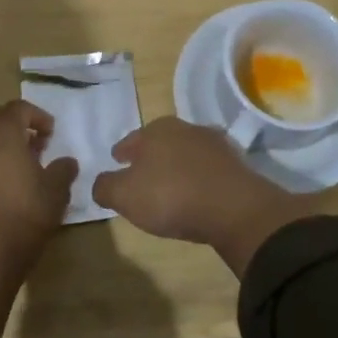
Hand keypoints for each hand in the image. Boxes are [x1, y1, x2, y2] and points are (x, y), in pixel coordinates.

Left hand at [0, 100, 77, 253]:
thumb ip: (62, 171)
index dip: (37, 117)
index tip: (50, 134)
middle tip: (22, 140)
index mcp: (1, 131)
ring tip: (9, 164)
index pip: (19, 108)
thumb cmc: (23, 213)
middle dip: (2, 120)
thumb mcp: (55, 192)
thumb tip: (66, 162)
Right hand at [92, 117, 315, 276]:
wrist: (233, 208)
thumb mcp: (124, 195)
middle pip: (160, 142)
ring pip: (186, 154)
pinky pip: (208, 170)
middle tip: (141, 174)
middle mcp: (186, 128)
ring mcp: (215, 145)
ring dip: (177, 166)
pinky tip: (196, 194)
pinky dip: (199, 178)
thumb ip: (105, 187)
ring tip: (170, 186)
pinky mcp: (236, 165)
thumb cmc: (170, 196)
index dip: (122, 152)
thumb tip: (101, 183)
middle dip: (150, 156)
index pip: (131, 140)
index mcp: (156, 130)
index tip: (117, 160)